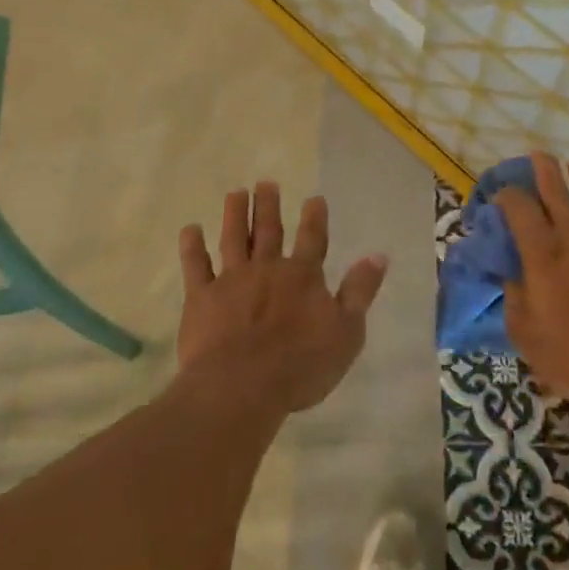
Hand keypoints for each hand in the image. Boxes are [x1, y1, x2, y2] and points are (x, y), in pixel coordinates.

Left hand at [176, 182, 387, 416]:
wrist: (241, 386)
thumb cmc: (300, 365)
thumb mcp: (347, 332)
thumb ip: (360, 292)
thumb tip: (378, 255)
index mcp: (303, 277)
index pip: (313, 239)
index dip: (314, 218)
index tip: (313, 198)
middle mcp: (267, 269)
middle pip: (269, 231)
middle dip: (269, 206)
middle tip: (266, 183)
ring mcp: (232, 280)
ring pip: (234, 239)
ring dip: (235, 214)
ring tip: (235, 193)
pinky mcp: (202, 298)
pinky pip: (195, 267)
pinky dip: (192, 247)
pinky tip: (190, 229)